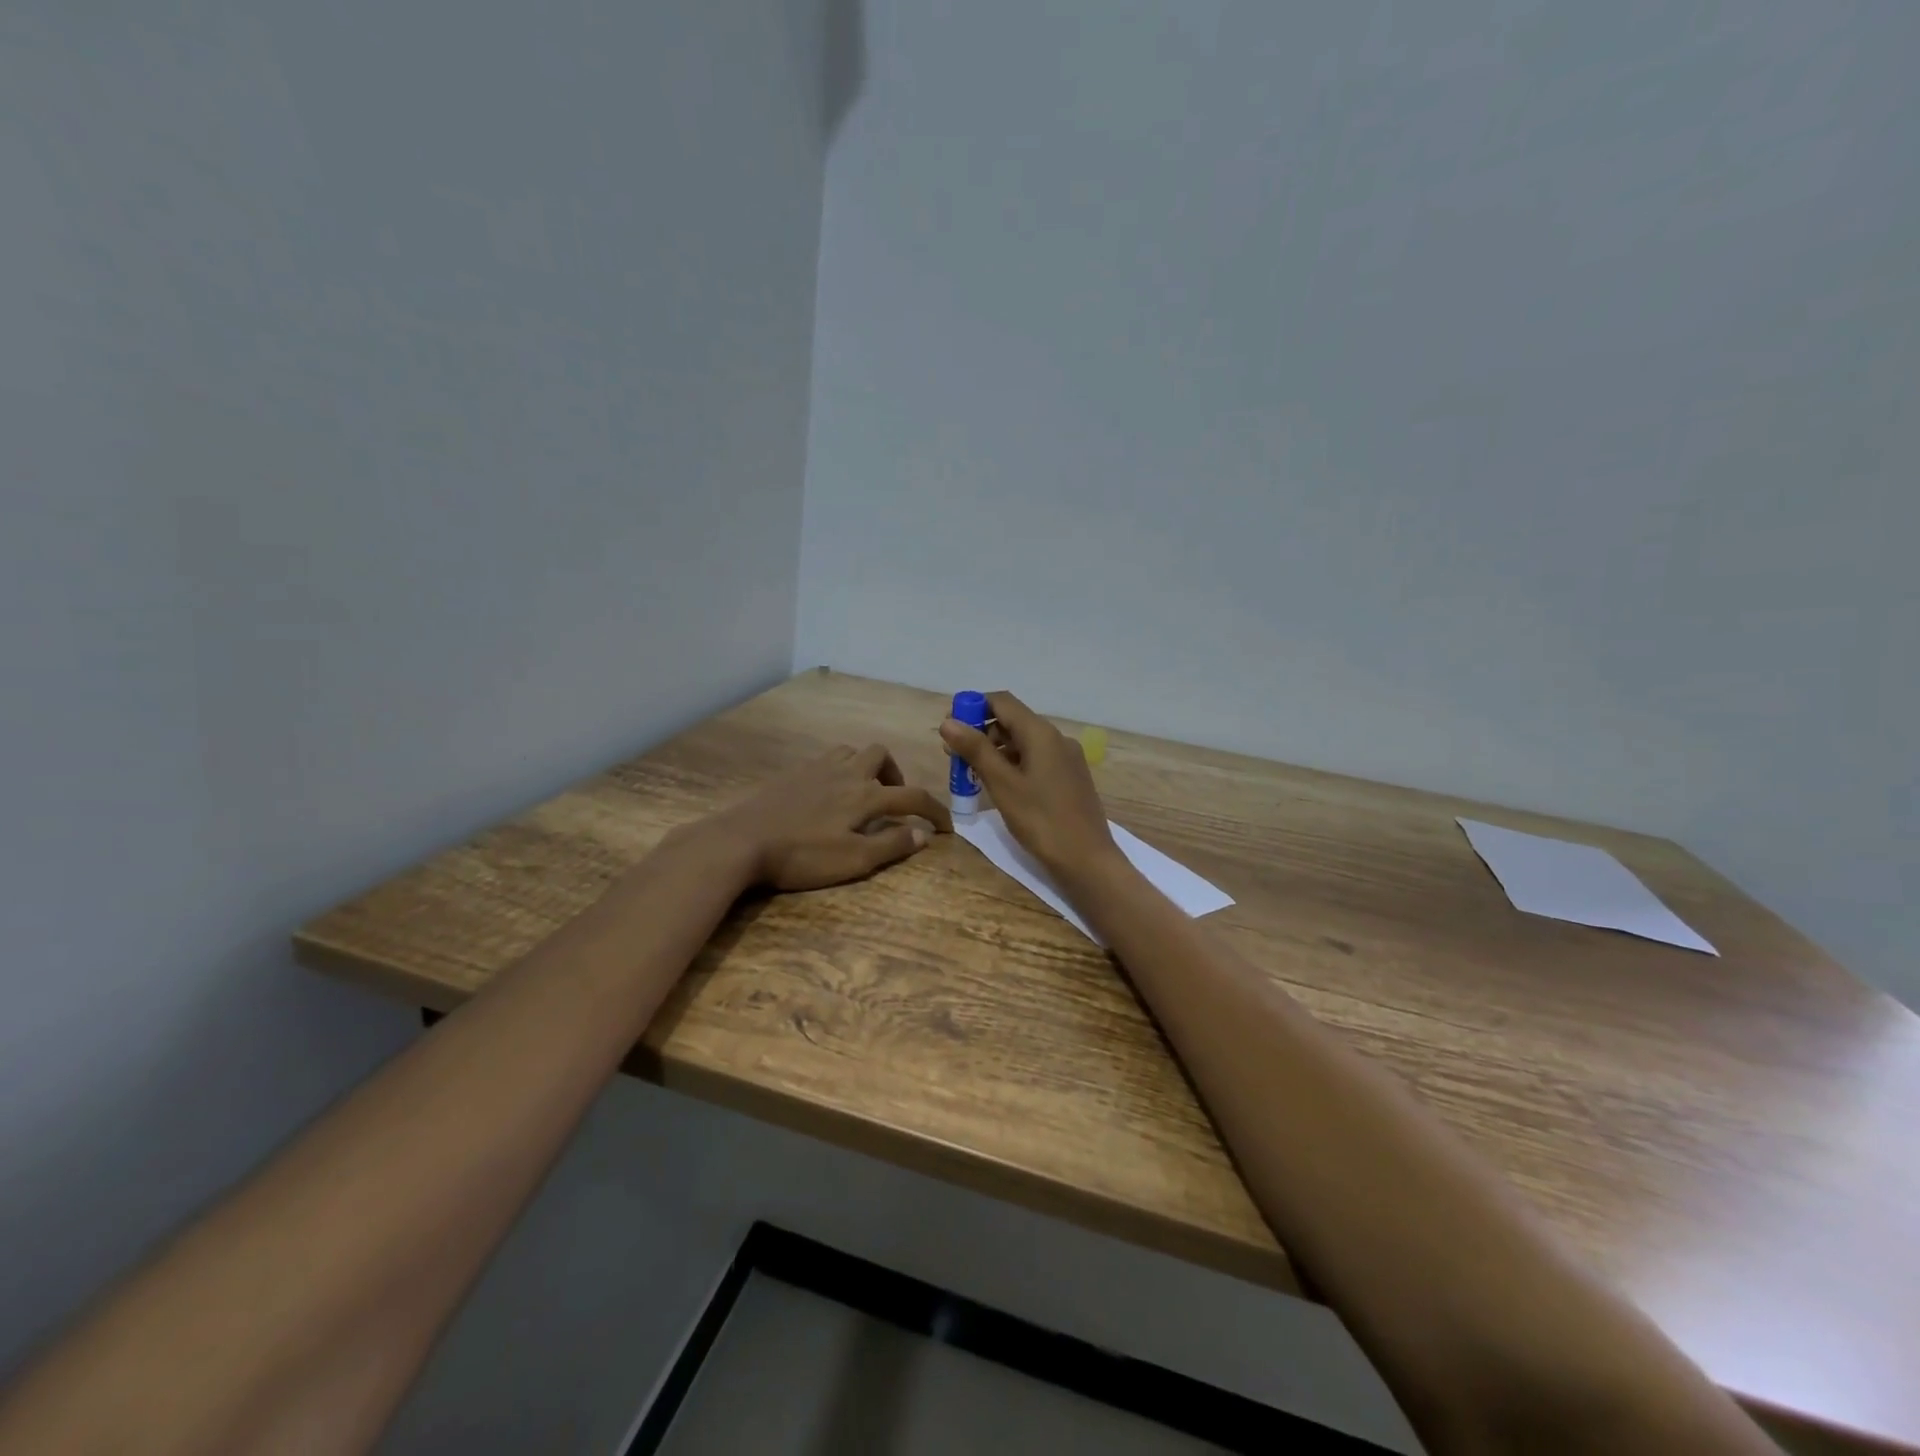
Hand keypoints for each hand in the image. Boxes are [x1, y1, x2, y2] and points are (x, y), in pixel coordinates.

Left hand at [710, 743, 951, 891]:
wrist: (742, 840)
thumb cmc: (802, 856)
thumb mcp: (853, 860)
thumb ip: (891, 845)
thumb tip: (923, 834)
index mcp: (866, 795)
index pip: (913, 796)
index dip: (935, 810)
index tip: (947, 827)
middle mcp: (847, 772)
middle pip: (881, 756)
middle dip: (896, 775)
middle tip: (893, 801)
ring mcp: (817, 768)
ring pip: (853, 751)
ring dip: (866, 767)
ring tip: (862, 793)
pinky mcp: (794, 772)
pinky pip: (827, 759)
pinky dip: (840, 769)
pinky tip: (829, 793)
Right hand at [939, 691, 1118, 877]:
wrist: (1087, 860)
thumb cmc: (1041, 820)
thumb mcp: (1002, 784)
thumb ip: (975, 750)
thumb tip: (948, 722)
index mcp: (1041, 733)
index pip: (1001, 701)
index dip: (972, 707)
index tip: (949, 728)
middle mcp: (1056, 738)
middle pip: (1012, 721)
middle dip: (981, 733)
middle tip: (955, 757)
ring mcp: (1066, 758)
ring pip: (1023, 742)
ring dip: (995, 751)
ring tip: (972, 775)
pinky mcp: (1070, 778)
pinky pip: (1036, 759)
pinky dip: (1013, 765)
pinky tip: (1000, 787)